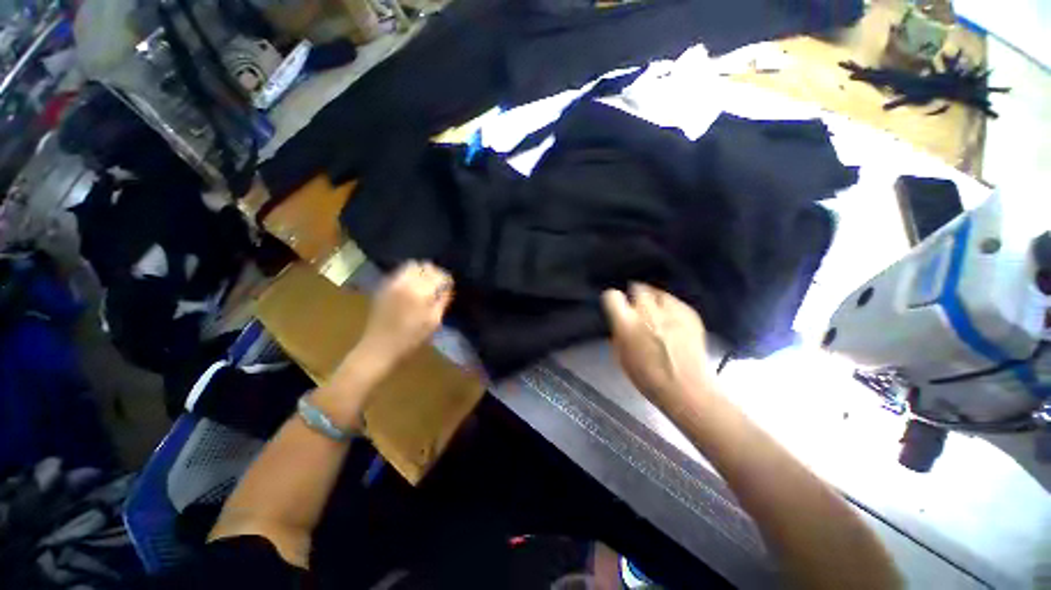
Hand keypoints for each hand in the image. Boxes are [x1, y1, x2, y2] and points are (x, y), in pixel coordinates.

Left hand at [356, 261, 453, 368]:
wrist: (379, 347)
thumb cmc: (411, 338)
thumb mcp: (434, 321)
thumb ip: (442, 301)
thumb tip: (447, 288)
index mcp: (421, 291)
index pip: (440, 275)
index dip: (447, 280)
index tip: (449, 287)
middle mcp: (406, 282)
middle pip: (426, 266)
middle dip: (435, 273)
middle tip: (438, 284)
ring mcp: (392, 282)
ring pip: (412, 265)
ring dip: (421, 271)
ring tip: (425, 284)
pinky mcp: (383, 286)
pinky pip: (400, 272)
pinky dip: (409, 274)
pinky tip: (412, 287)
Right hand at [602, 283, 712, 411]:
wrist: (687, 388)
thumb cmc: (647, 377)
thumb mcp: (621, 355)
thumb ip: (619, 332)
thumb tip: (621, 321)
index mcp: (626, 323)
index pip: (612, 296)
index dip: (612, 299)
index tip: (616, 305)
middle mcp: (647, 311)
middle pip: (637, 288)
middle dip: (635, 295)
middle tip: (637, 307)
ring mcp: (670, 310)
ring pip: (657, 292)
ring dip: (653, 299)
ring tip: (656, 311)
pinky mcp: (689, 313)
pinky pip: (674, 301)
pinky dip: (670, 307)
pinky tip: (672, 320)